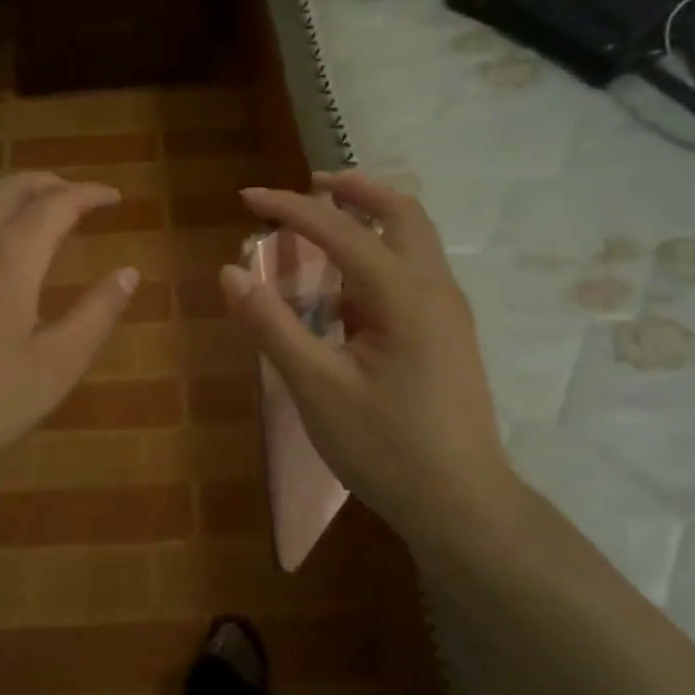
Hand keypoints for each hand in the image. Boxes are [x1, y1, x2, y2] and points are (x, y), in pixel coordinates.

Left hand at [0, 173, 137, 507]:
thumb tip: (128, 272)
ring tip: (31, 223)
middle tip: (75, 197)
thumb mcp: (56, 366)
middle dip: (49, 182)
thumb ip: (97, 314)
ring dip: (10, 202)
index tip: (113, 197)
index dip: (90, 193)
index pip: (58, 203)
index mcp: (10, 255)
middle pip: (11, 187)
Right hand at [220, 171, 516, 549]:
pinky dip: (375, 259)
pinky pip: (410, 274)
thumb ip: (271, 325)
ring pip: (413, 240)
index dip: (290, 208)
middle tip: (309, 186)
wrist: (465, 508)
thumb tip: (229, 272)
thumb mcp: (316, 388)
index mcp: (405, 296)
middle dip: (354, 190)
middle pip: (402, 213)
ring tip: (318, 230)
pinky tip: (341, 294)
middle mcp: (435, 290)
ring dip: (368, 221)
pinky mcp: (446, 335)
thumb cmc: (388, 449)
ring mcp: (447, 313)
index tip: (247, 197)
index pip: (341, 231)